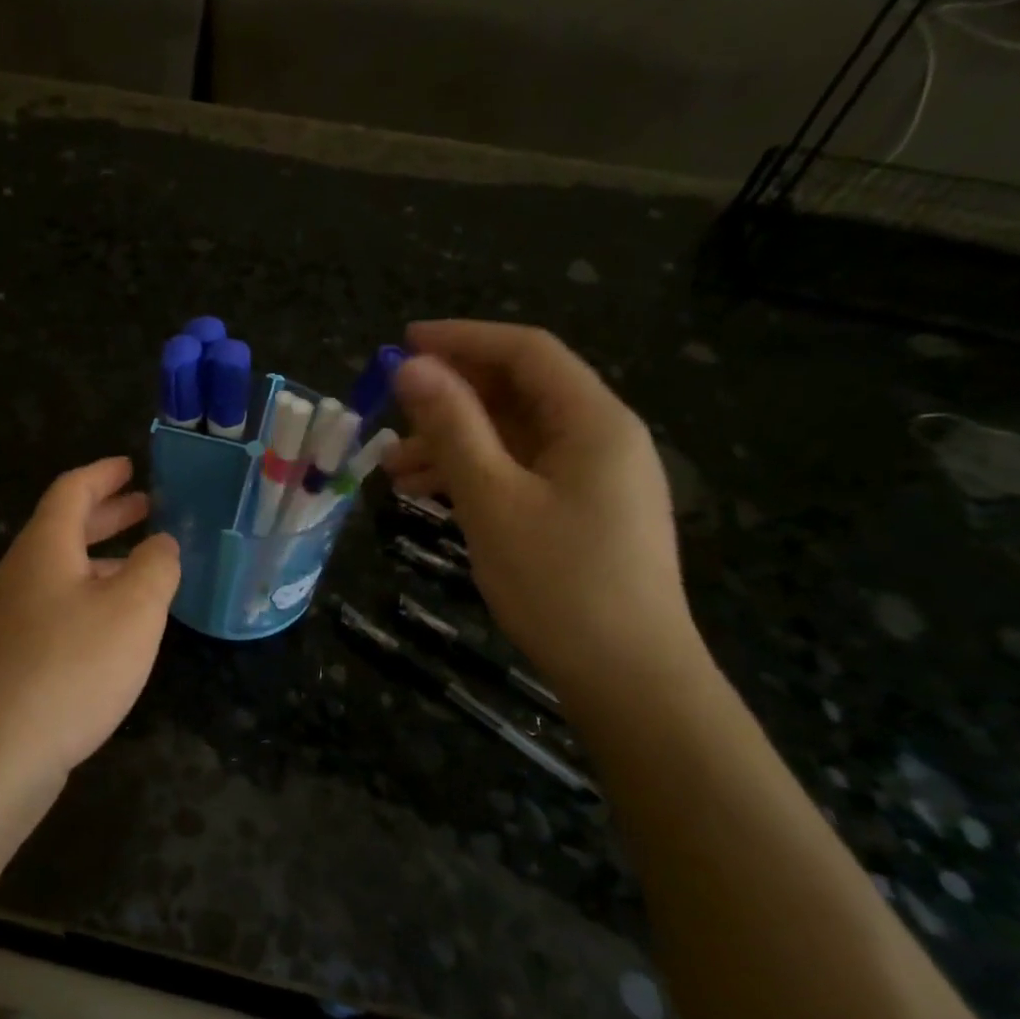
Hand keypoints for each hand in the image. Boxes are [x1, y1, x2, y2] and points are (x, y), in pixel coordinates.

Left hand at [0, 457, 180, 779]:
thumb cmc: (72, 666)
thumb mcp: (134, 609)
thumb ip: (156, 566)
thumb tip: (161, 543)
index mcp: (45, 547)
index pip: (71, 490)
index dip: (103, 474)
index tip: (130, 466)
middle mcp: (22, 572)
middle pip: (64, 527)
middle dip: (107, 514)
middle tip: (146, 506)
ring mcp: (13, 616)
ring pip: (63, 569)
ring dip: (102, 557)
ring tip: (144, 563)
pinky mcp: (15, 654)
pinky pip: (58, 604)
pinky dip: (91, 594)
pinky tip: (116, 622)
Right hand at [385, 321, 699, 697]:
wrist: (629, 680)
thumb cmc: (559, 583)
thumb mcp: (492, 499)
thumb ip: (452, 426)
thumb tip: (412, 367)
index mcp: (593, 420)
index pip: (526, 351)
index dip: (463, 338)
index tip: (403, 343)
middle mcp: (601, 437)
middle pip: (519, 392)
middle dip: (451, 398)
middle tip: (390, 410)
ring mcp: (595, 477)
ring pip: (514, 437)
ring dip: (454, 442)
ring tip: (392, 470)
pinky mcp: (583, 512)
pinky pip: (521, 472)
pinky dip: (475, 474)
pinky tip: (429, 495)